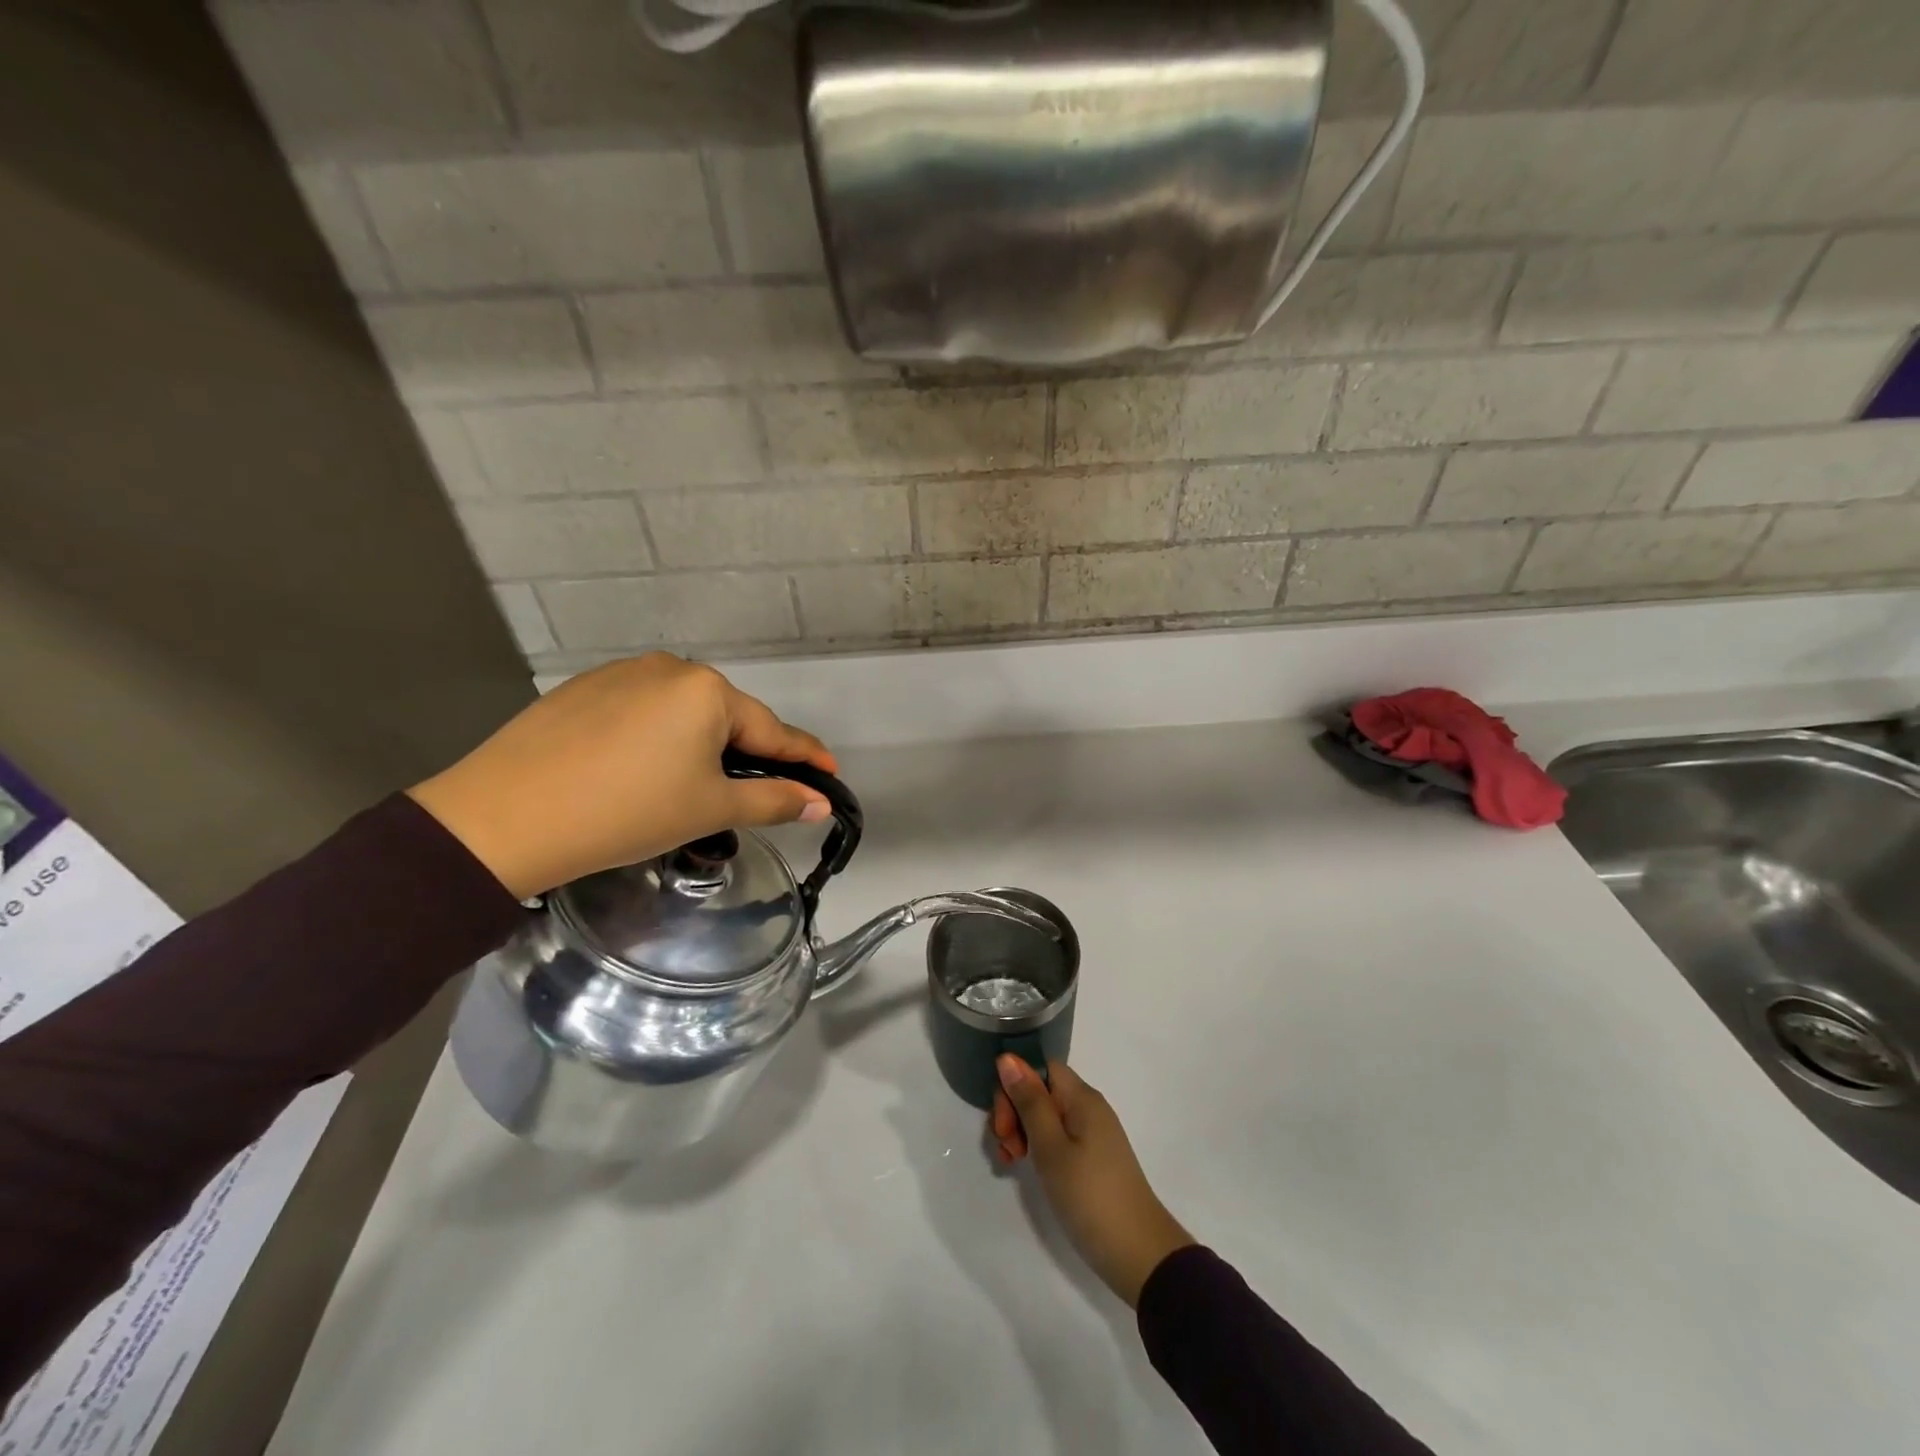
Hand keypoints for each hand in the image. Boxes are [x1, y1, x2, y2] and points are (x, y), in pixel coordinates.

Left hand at [408, 654, 836, 899]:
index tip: (831, 773)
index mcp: (707, 691)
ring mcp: (622, 673)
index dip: (805, 757)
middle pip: (727, 718)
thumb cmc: (627, 811)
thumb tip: (820, 802)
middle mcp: (670, 668)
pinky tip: (641, 770)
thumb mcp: (708, 808)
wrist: (505, 818)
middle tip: (756, 794)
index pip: (772, 730)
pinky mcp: (584, 688)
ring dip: (701, 746)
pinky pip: (643, 712)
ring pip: (683, 714)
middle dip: (747, 754)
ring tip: (691, 787)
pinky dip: (658, 739)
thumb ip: (773, 800)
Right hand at [991, 1056, 1194, 1306]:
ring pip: (1045, 1116)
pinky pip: (1056, 1137)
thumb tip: (1007, 1058)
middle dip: (1014, 1111)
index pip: (1040, 1067)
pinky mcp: (1091, 1158)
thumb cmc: (1090, 1195)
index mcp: (1081, 1097)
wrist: (1138, 1253)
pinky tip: (1023, 1167)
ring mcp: (1090, 1134)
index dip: (1015, 1084)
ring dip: (1020, 1131)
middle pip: (1040, 1090)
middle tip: (1005, 1148)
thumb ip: (1029, 1101)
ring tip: (1010, 1162)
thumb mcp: (1051, 1147)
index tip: (1003, 1121)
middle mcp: (1087, 1107)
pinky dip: (1036, 1148)